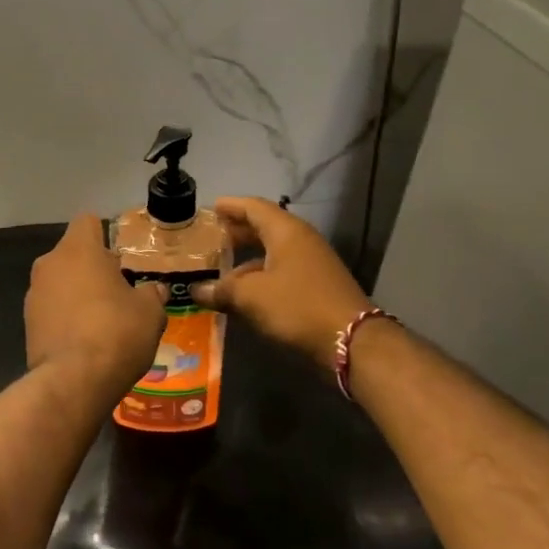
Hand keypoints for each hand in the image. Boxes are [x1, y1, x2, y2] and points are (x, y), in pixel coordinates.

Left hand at [25, 215, 166, 389]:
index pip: (88, 221)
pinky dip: (65, 317)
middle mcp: (49, 263)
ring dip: (78, 293)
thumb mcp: (150, 312)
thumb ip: (151, 294)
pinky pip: (51, 309)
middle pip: (73, 253)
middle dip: (93, 268)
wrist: (73, 381)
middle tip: (119, 291)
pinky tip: (85, 340)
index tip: (121, 257)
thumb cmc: (116, 332)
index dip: (106, 233)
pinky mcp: (27, 323)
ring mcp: (33, 294)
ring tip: (103, 320)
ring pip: (60, 282)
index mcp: (78, 249)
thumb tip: (153, 290)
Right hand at [189, 197, 373, 365]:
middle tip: (211, 237)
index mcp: (286, 231)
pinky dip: (260, 276)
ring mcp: (312, 263)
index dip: (230, 206)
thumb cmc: (297, 307)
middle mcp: (301, 241)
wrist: (352, 342)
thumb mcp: (251, 297)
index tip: (210, 208)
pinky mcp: (317, 286)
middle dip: (237, 231)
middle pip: (264, 227)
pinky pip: (281, 271)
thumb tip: (197, 290)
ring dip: (247, 258)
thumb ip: (221, 290)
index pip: (253, 207)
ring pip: (273, 252)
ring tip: (221, 269)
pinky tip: (244, 293)